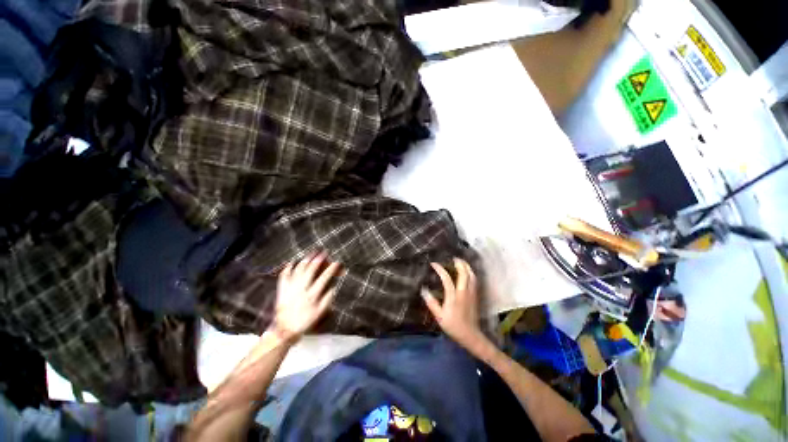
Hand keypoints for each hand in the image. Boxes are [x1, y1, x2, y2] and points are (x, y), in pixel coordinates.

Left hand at [271, 252, 339, 341]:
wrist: (284, 329)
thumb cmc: (304, 321)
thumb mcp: (319, 313)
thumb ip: (327, 299)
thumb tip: (334, 287)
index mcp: (312, 295)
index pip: (324, 278)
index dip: (331, 269)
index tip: (337, 262)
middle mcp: (302, 289)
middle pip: (310, 270)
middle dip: (318, 260)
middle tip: (323, 253)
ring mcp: (291, 288)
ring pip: (298, 270)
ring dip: (305, 261)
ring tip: (311, 254)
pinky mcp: (282, 289)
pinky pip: (284, 276)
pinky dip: (288, 268)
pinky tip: (292, 262)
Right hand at [422, 258, 488, 353]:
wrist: (471, 335)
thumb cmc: (453, 326)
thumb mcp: (439, 317)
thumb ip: (432, 303)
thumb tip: (423, 290)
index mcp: (454, 297)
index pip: (447, 278)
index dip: (440, 269)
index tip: (434, 264)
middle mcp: (464, 292)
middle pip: (464, 273)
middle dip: (459, 263)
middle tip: (453, 257)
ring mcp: (471, 293)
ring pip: (472, 275)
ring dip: (466, 266)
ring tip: (461, 262)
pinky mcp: (476, 295)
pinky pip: (474, 280)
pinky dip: (471, 273)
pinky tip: (467, 272)